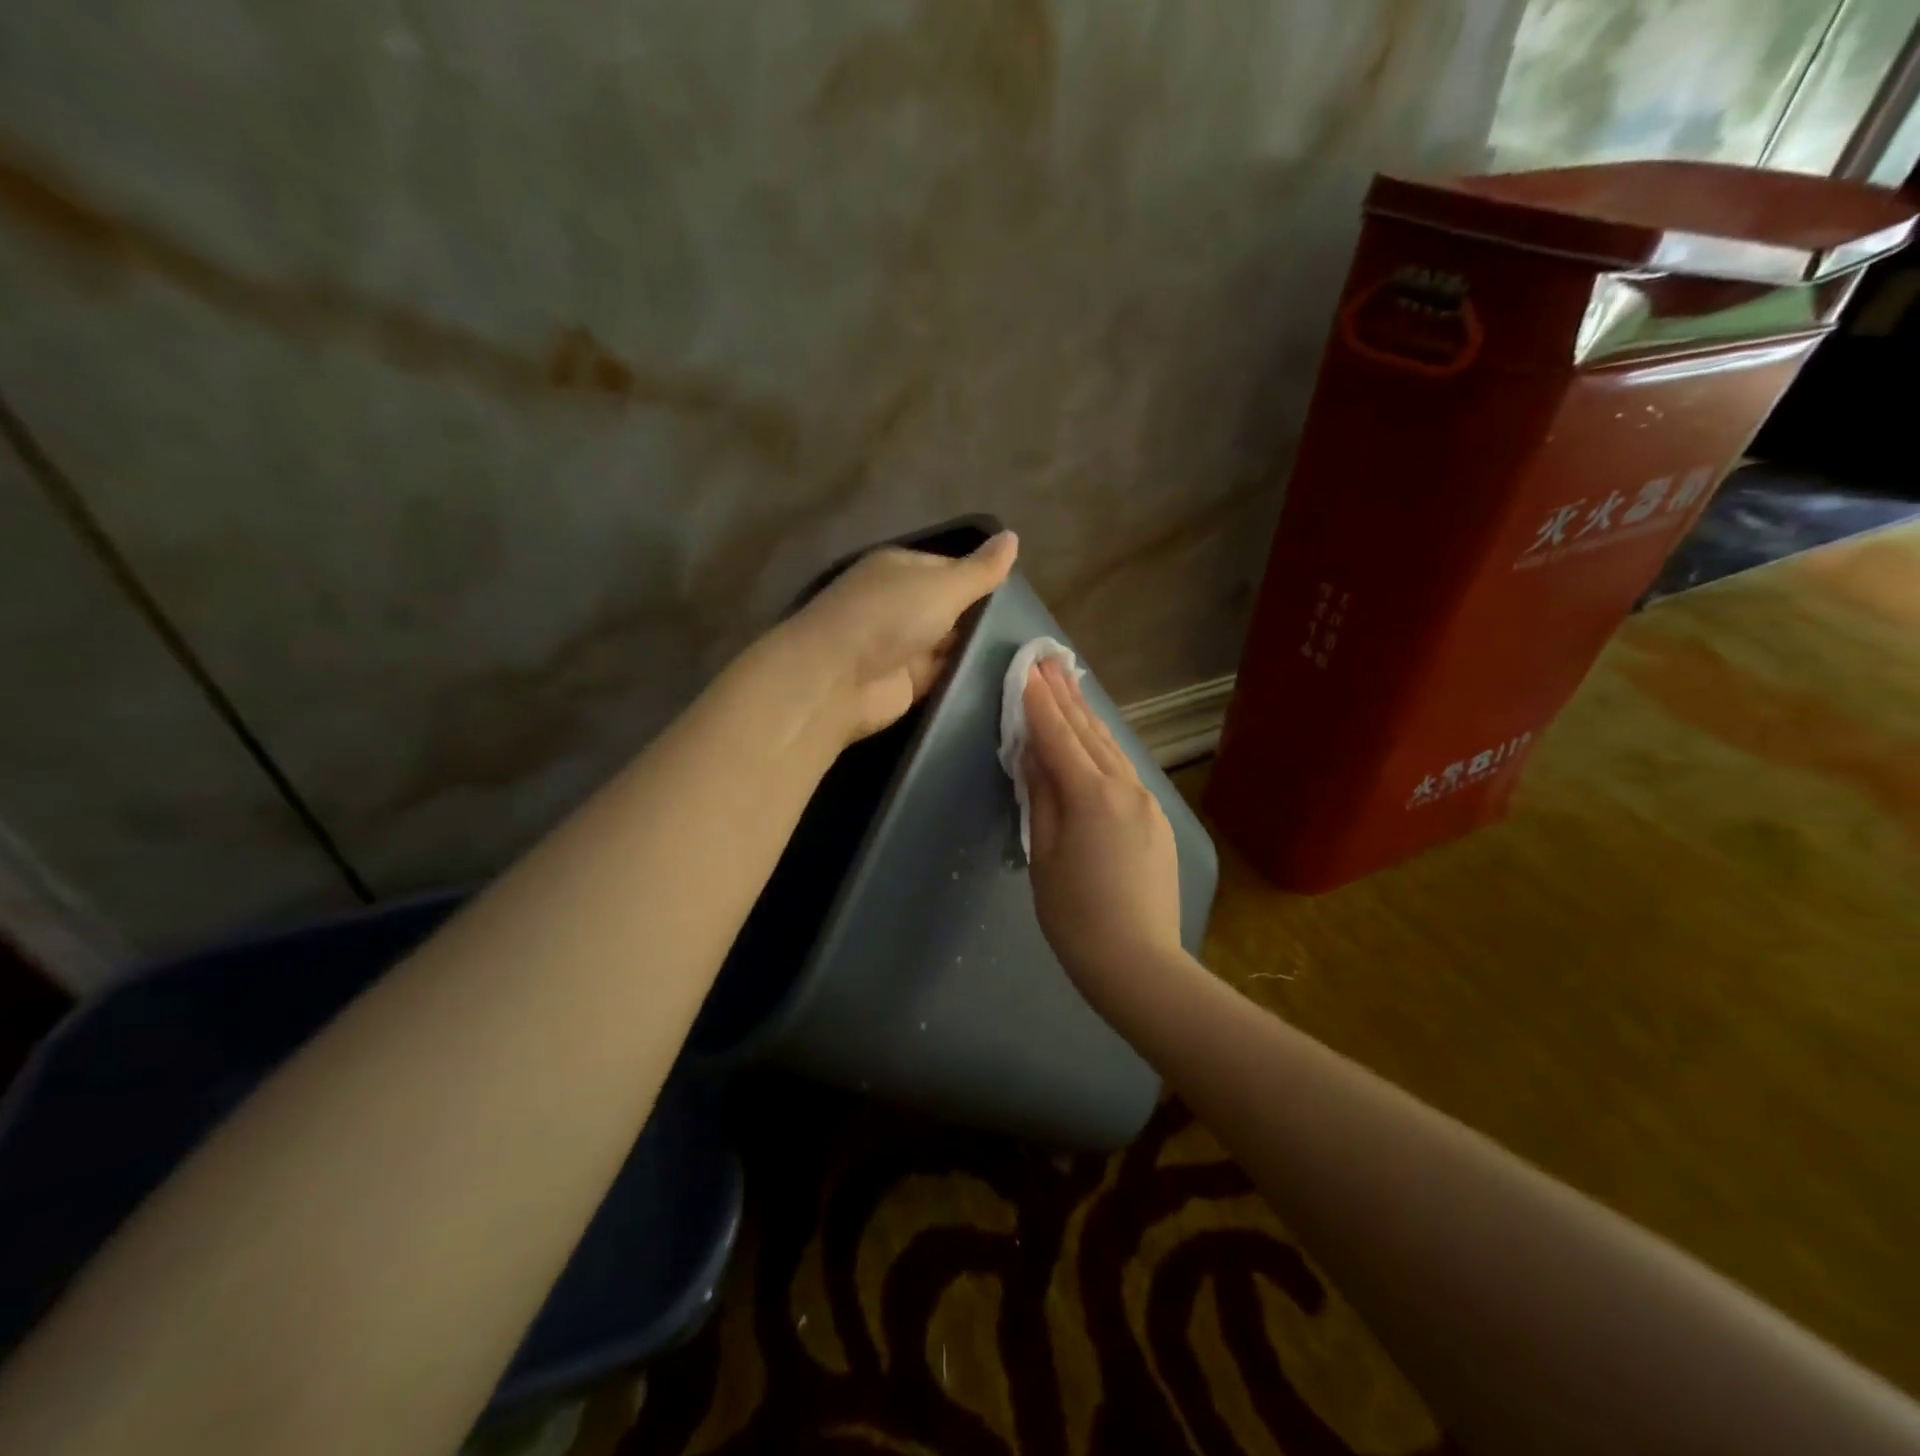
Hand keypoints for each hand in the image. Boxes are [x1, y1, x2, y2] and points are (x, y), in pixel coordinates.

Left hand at [782, 531, 1017, 742]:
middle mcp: (899, 604)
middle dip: (983, 617)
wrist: (838, 679)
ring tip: (1030, 654)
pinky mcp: (906, 683)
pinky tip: (1005, 678)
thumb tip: (1013, 536)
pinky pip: (944, 675)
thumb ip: (980, 570)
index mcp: (901, 569)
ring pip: (950, 644)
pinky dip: (966, 675)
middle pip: (951, 608)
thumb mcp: (943, 585)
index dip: (982, 578)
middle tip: (1033, 627)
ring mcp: (902, 646)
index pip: (951, 568)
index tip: (1021, 594)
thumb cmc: (889, 616)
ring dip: (977, 649)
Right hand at [1022, 657, 1187, 1012]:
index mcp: (1091, 795)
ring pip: (1112, 749)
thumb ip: (1040, 797)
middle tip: (1049, 660)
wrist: (1138, 962)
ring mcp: (1146, 802)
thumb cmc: (1075, 915)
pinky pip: (1126, 770)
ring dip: (1088, 716)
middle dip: (1066, 696)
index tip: (1026, 669)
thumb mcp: (1043, 854)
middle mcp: (1124, 787)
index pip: (1057, 737)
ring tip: (1070, 686)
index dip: (1039, 702)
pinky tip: (1097, 739)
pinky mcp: (1156, 819)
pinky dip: (1105, 747)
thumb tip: (1031, 754)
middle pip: (1089, 733)